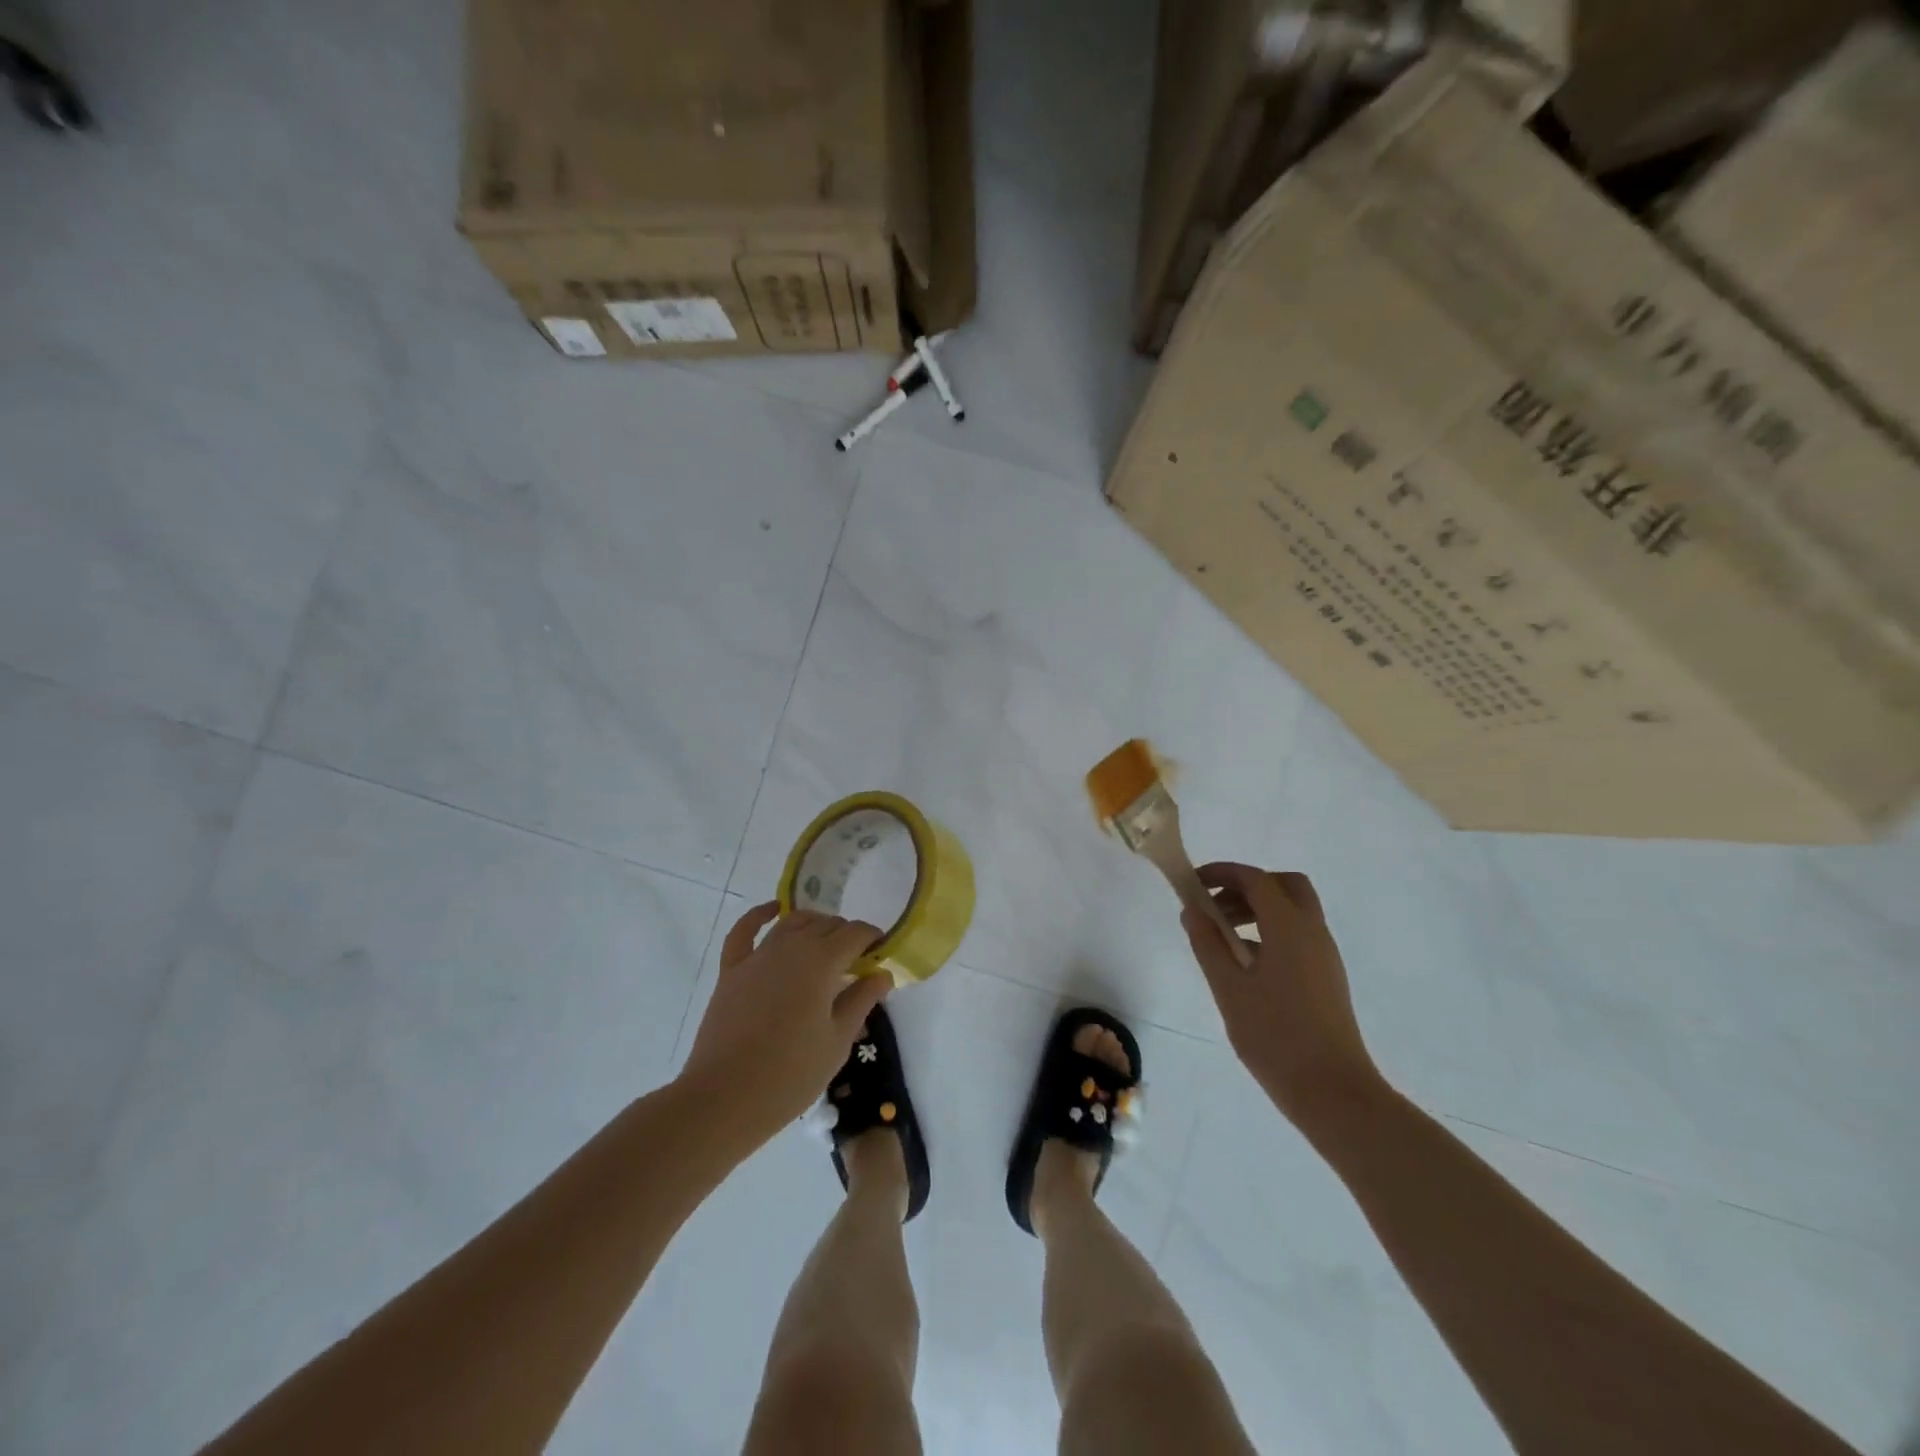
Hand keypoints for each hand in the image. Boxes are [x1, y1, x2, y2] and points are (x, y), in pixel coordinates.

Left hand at [680, 903, 892, 1143]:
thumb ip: (861, 1000)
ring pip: (792, 923)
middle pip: (826, 925)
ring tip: (825, 942)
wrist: (724, 1099)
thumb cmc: (790, 1075)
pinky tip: (773, 910)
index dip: (872, 939)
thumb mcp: (838, 1041)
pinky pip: (745, 931)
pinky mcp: (731, 970)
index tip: (880, 956)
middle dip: (845, 935)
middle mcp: (791, 947)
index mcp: (822, 962)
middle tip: (856, 962)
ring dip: (814, 925)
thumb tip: (882, 974)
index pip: (855, 934)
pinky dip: (760, 915)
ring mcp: (757, 956)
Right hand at [1181, 864, 1384, 1129]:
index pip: (1255, 879)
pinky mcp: (1327, 976)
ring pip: (1293, 910)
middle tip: (1215, 905)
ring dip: (1258, 909)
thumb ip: (1208, 944)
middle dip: (1246, 886)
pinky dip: (1270, 930)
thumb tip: (1192, 910)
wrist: (1333, 1092)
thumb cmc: (1275, 1036)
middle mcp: (1313, 931)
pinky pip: (1298, 934)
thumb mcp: (1229, 988)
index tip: (1192, 883)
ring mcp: (1324, 955)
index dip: (1222, 873)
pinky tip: (1245, 962)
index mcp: (1289, 927)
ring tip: (1222, 935)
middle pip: (1284, 885)